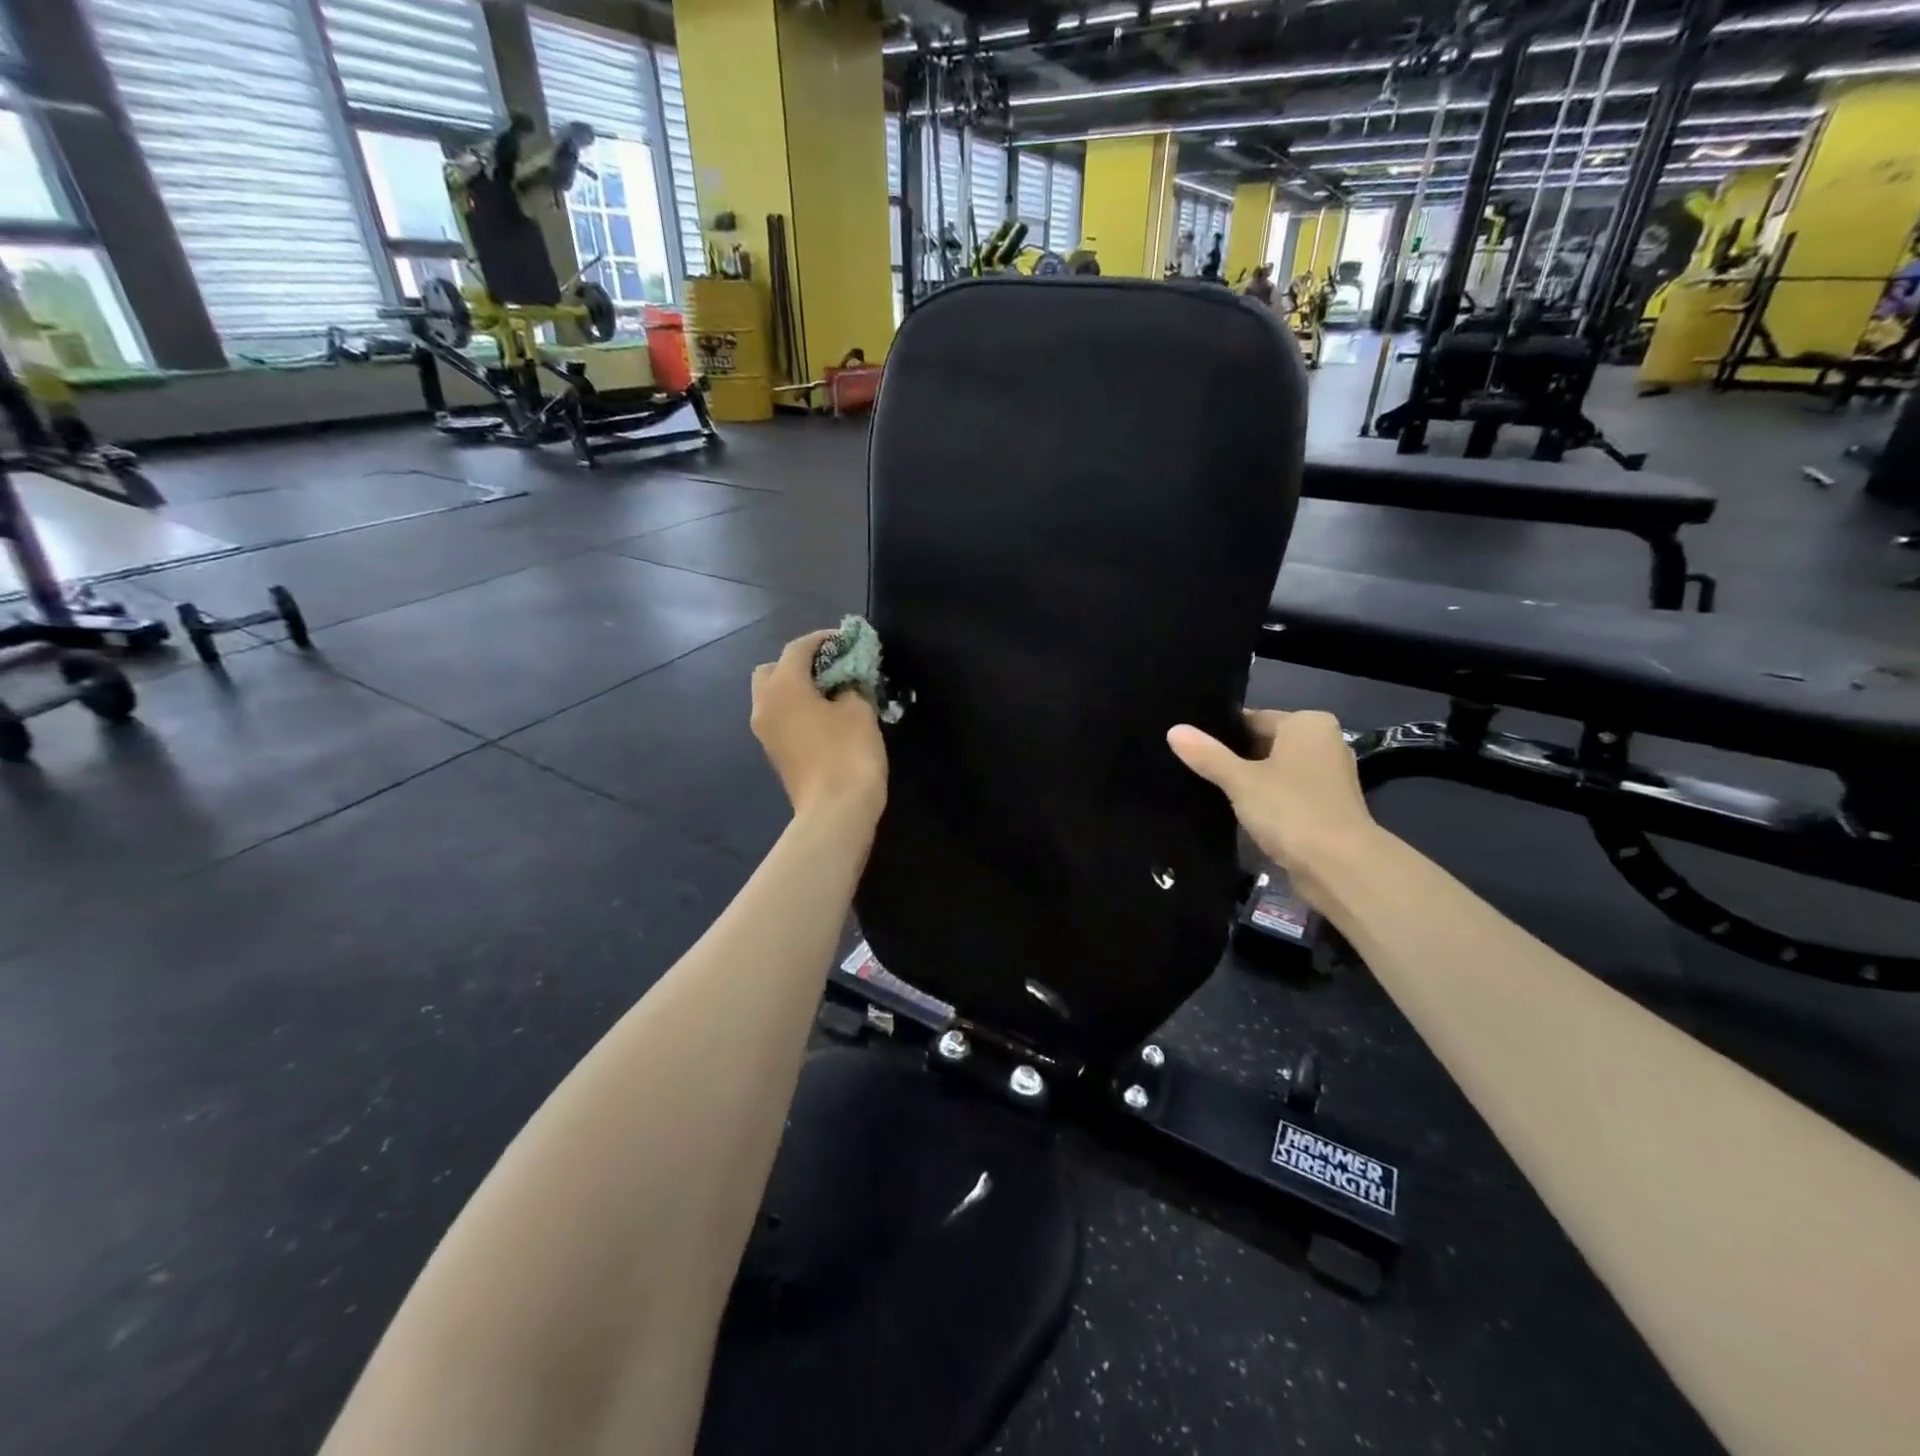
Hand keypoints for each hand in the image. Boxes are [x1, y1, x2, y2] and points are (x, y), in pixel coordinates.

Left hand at [751, 631, 887, 822]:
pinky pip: (780, 718)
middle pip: (773, 670)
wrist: (835, 812)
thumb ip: (850, 686)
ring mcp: (765, 732)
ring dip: (797, 688)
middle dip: (799, 664)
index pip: (798, 648)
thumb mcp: (859, 710)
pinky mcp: (774, 753)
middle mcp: (764, 704)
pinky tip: (825, 718)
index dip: (823, 639)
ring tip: (832, 694)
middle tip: (831, 670)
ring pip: (774, 696)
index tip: (846, 641)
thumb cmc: (849, 753)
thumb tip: (844, 686)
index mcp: (782, 686)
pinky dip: (796, 710)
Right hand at [1167, 710, 1376, 890]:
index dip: (1219, 734)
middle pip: (1264, 743)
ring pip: (1274, 770)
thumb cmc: (1291, 809)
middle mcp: (1323, 742)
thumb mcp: (1240, 780)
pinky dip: (1265, 800)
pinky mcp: (1326, 807)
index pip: (1252, 719)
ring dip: (1248, 782)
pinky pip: (1285, 793)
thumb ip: (1207, 755)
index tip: (1189, 747)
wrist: (1340, 867)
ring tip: (1207, 789)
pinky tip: (1235, 811)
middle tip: (1191, 768)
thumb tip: (1174, 730)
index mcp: (1307, 723)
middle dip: (1233, 758)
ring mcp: (1328, 776)